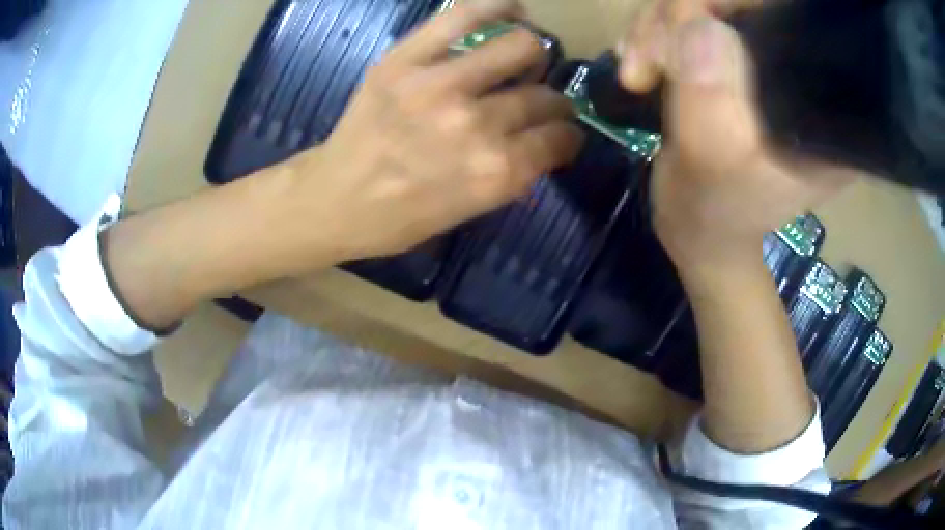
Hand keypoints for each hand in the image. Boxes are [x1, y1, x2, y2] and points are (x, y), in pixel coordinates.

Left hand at [273, 0, 582, 265]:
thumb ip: (513, 176)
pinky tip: (513, 9)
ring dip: (533, 54)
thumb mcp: (469, 212)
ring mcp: (439, 85)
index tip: (561, 133)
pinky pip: (463, 16)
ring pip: (520, 47)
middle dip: (552, 103)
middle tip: (539, 101)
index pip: (559, 138)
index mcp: (495, 173)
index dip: (567, 135)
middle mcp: (476, 125)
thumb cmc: (399, 218)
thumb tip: (547, 141)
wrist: (334, 200)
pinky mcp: (405, 60)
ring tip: (525, 58)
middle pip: (544, 97)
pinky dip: (496, 6)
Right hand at [617, 3, 852, 275]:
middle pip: (743, 4)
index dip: (737, 4)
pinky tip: (642, 60)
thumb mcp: (713, 166)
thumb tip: (698, 23)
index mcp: (822, 108)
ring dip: (658, 27)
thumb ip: (712, 101)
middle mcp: (801, 77)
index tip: (689, 26)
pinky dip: (657, 33)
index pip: (790, 20)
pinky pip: (692, 20)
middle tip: (647, 60)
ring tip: (638, 71)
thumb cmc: (713, 214)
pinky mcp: (736, 62)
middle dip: (680, 16)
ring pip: (709, 7)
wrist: (699, 230)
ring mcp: (765, 66)